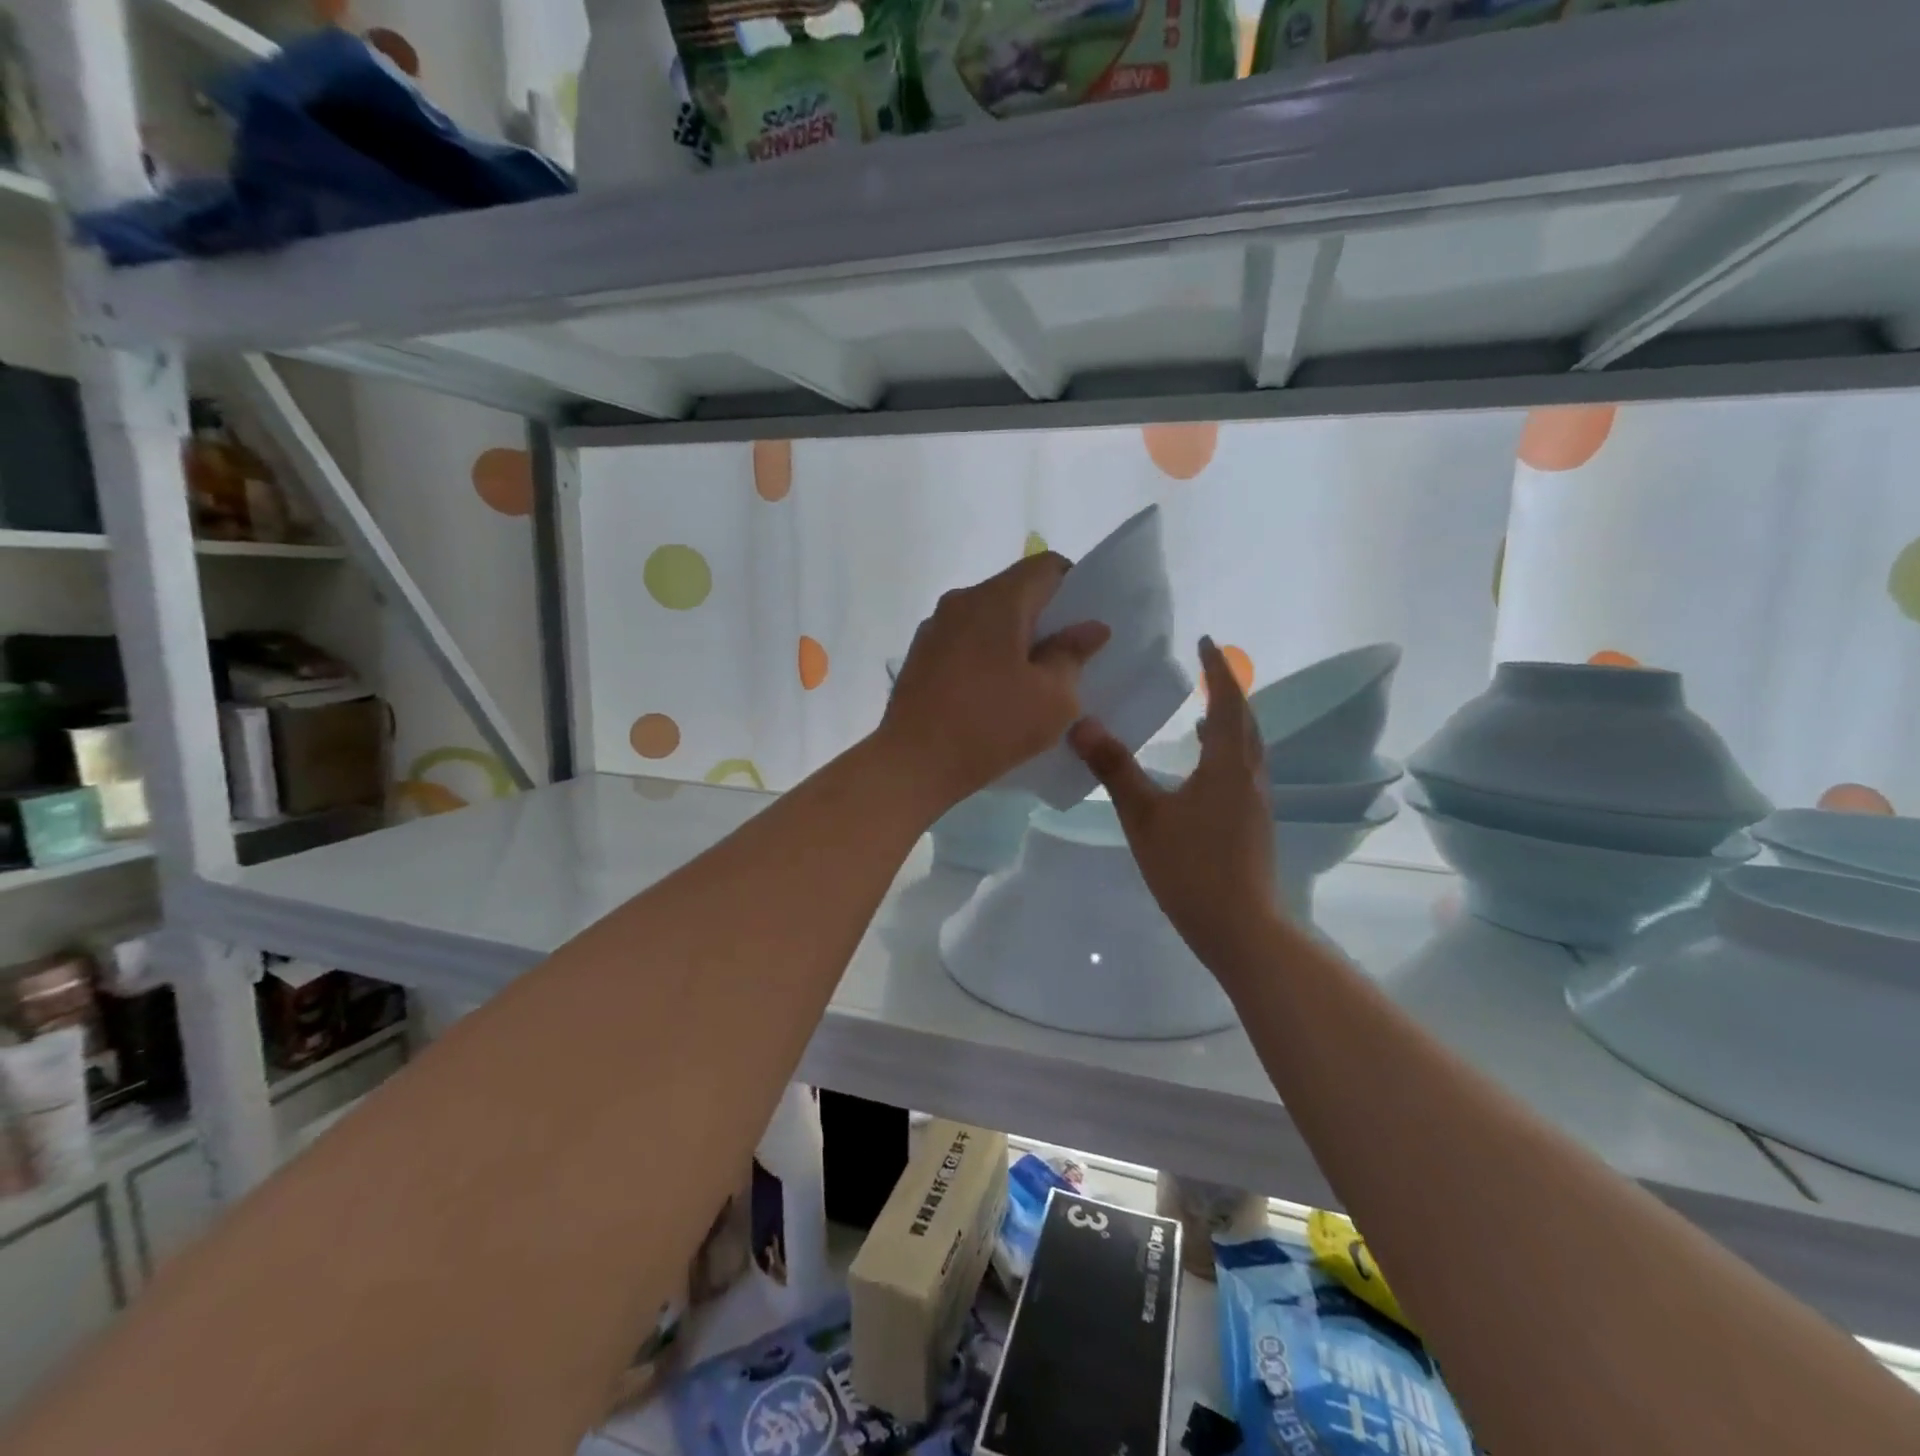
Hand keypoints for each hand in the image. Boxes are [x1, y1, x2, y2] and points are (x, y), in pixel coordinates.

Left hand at [881, 553, 1109, 811]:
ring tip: (1030, 680)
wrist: (913, 763)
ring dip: (1013, 639)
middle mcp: (962, 600)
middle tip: (1067, 656)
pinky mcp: (920, 655)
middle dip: (1045, 617)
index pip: (1046, 566)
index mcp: (998, 599)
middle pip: (1015, 591)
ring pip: (987, 618)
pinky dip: (986, 655)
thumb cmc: (992, 725)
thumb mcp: (1053, 698)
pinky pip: (964, 641)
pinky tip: (994, 693)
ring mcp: (935, 627)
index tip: (1085, 623)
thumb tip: (1091, 627)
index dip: (1075, 586)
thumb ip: (1073, 654)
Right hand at [1069, 637, 1279, 970]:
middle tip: (1205, 671)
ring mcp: (1256, 802)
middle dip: (1227, 691)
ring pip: (1248, 748)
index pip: (1228, 702)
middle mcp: (1250, 776)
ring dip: (1230, 722)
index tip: (1205, 641)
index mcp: (1228, 766)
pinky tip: (1204, 768)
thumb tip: (1081, 723)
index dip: (1217, 669)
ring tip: (1204, 713)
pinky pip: (1243, 770)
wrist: (1240, 928)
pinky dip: (1228, 751)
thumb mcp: (1144, 816)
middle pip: (1246, 721)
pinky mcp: (1253, 824)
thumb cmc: (1191, 869)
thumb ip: (1114, 769)